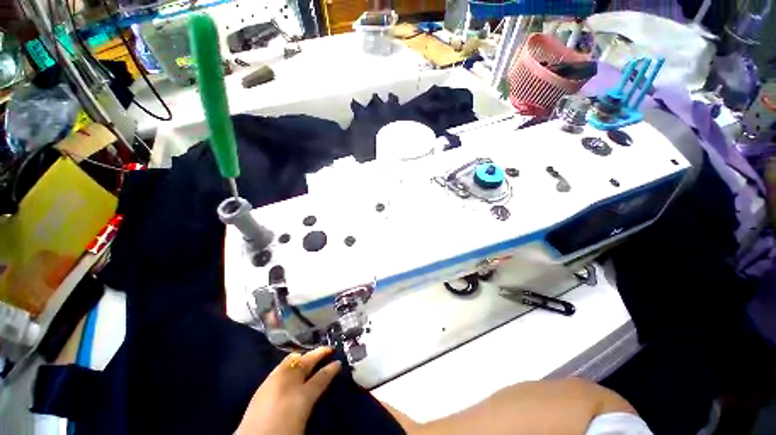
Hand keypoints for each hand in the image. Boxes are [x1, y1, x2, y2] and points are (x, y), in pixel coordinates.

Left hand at [235, 347, 341, 434]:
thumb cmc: (283, 434)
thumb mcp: (303, 419)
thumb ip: (311, 400)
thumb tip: (317, 388)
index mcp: (302, 396)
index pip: (322, 377)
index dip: (332, 368)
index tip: (338, 362)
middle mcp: (289, 382)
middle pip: (307, 361)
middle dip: (319, 353)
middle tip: (328, 349)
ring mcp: (275, 380)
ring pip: (292, 359)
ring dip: (304, 356)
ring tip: (310, 357)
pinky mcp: (263, 384)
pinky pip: (281, 366)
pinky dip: (290, 363)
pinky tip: (292, 367)